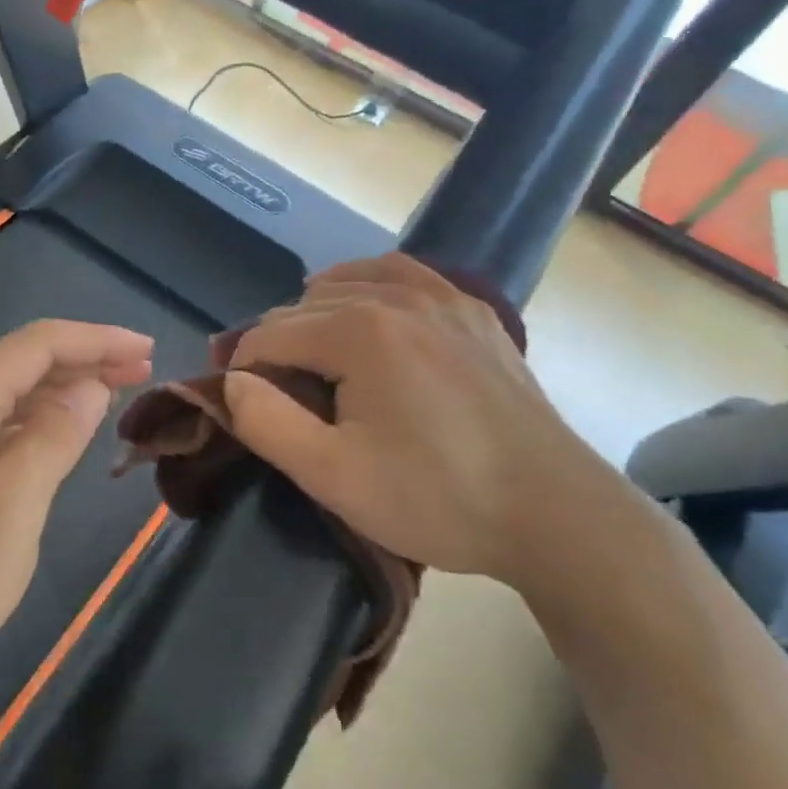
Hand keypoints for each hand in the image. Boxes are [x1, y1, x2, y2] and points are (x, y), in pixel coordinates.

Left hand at [0, 320, 152, 718]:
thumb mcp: (7, 512)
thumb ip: (53, 440)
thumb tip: (88, 388)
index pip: (38, 344)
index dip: (98, 340)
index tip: (148, 352)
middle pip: (18, 363)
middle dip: (82, 363)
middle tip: (140, 377)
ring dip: (55, 394)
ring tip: (107, 403)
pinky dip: (24, 426)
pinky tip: (45, 444)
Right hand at [222, 254, 625, 593]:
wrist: (554, 512)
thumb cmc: (437, 497)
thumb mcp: (333, 476)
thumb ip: (266, 422)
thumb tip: (233, 380)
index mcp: (359, 330)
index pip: (269, 334)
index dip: (243, 370)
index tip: (245, 408)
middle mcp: (397, 295)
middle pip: (304, 306)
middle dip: (276, 344)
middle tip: (275, 396)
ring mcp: (443, 297)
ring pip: (350, 281)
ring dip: (316, 312)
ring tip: (310, 353)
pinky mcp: (474, 312)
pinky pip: (402, 276)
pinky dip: (369, 286)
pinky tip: (368, 312)